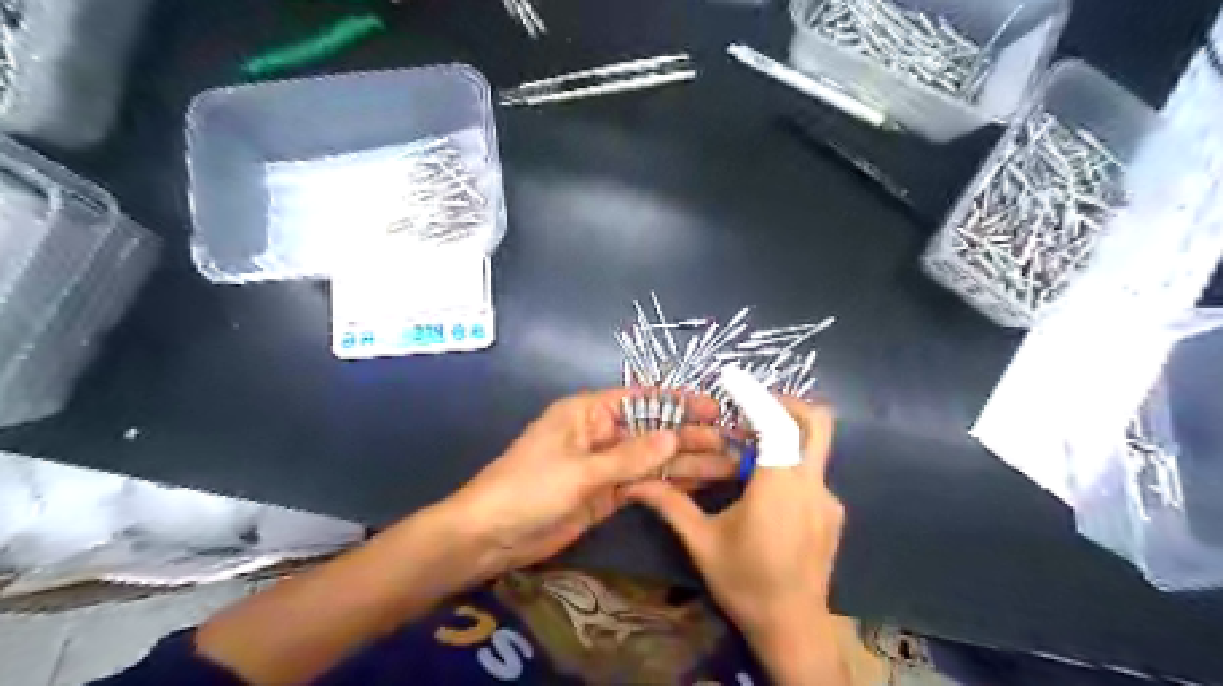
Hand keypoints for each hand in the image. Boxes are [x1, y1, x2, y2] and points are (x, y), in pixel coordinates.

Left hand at [447, 389, 734, 575]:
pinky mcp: (607, 493)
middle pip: (653, 431)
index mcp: (589, 412)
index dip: (679, 402)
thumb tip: (675, 437)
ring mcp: (605, 465)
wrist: (491, 536)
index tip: (714, 408)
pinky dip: (670, 484)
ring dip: (687, 462)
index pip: (642, 400)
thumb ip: (630, 456)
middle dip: (691, 436)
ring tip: (729, 465)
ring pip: (653, 459)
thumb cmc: (529, 489)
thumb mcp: (580, 470)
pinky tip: (700, 484)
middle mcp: (601, 433)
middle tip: (733, 442)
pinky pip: (644, 483)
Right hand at [625, 400, 847, 683]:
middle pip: (817, 422)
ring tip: (748, 447)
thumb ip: (670, 506)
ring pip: (816, 446)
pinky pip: (813, 471)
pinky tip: (764, 488)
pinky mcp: (833, 512)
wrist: (793, 629)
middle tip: (749, 409)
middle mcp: (811, 484)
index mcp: (778, 486)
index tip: (732, 378)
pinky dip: (790, 461)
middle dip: (785, 403)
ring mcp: (827, 498)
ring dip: (785, 433)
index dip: (756, 395)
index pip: (777, 423)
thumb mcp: (702, 543)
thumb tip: (635, 484)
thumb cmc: (745, 584)